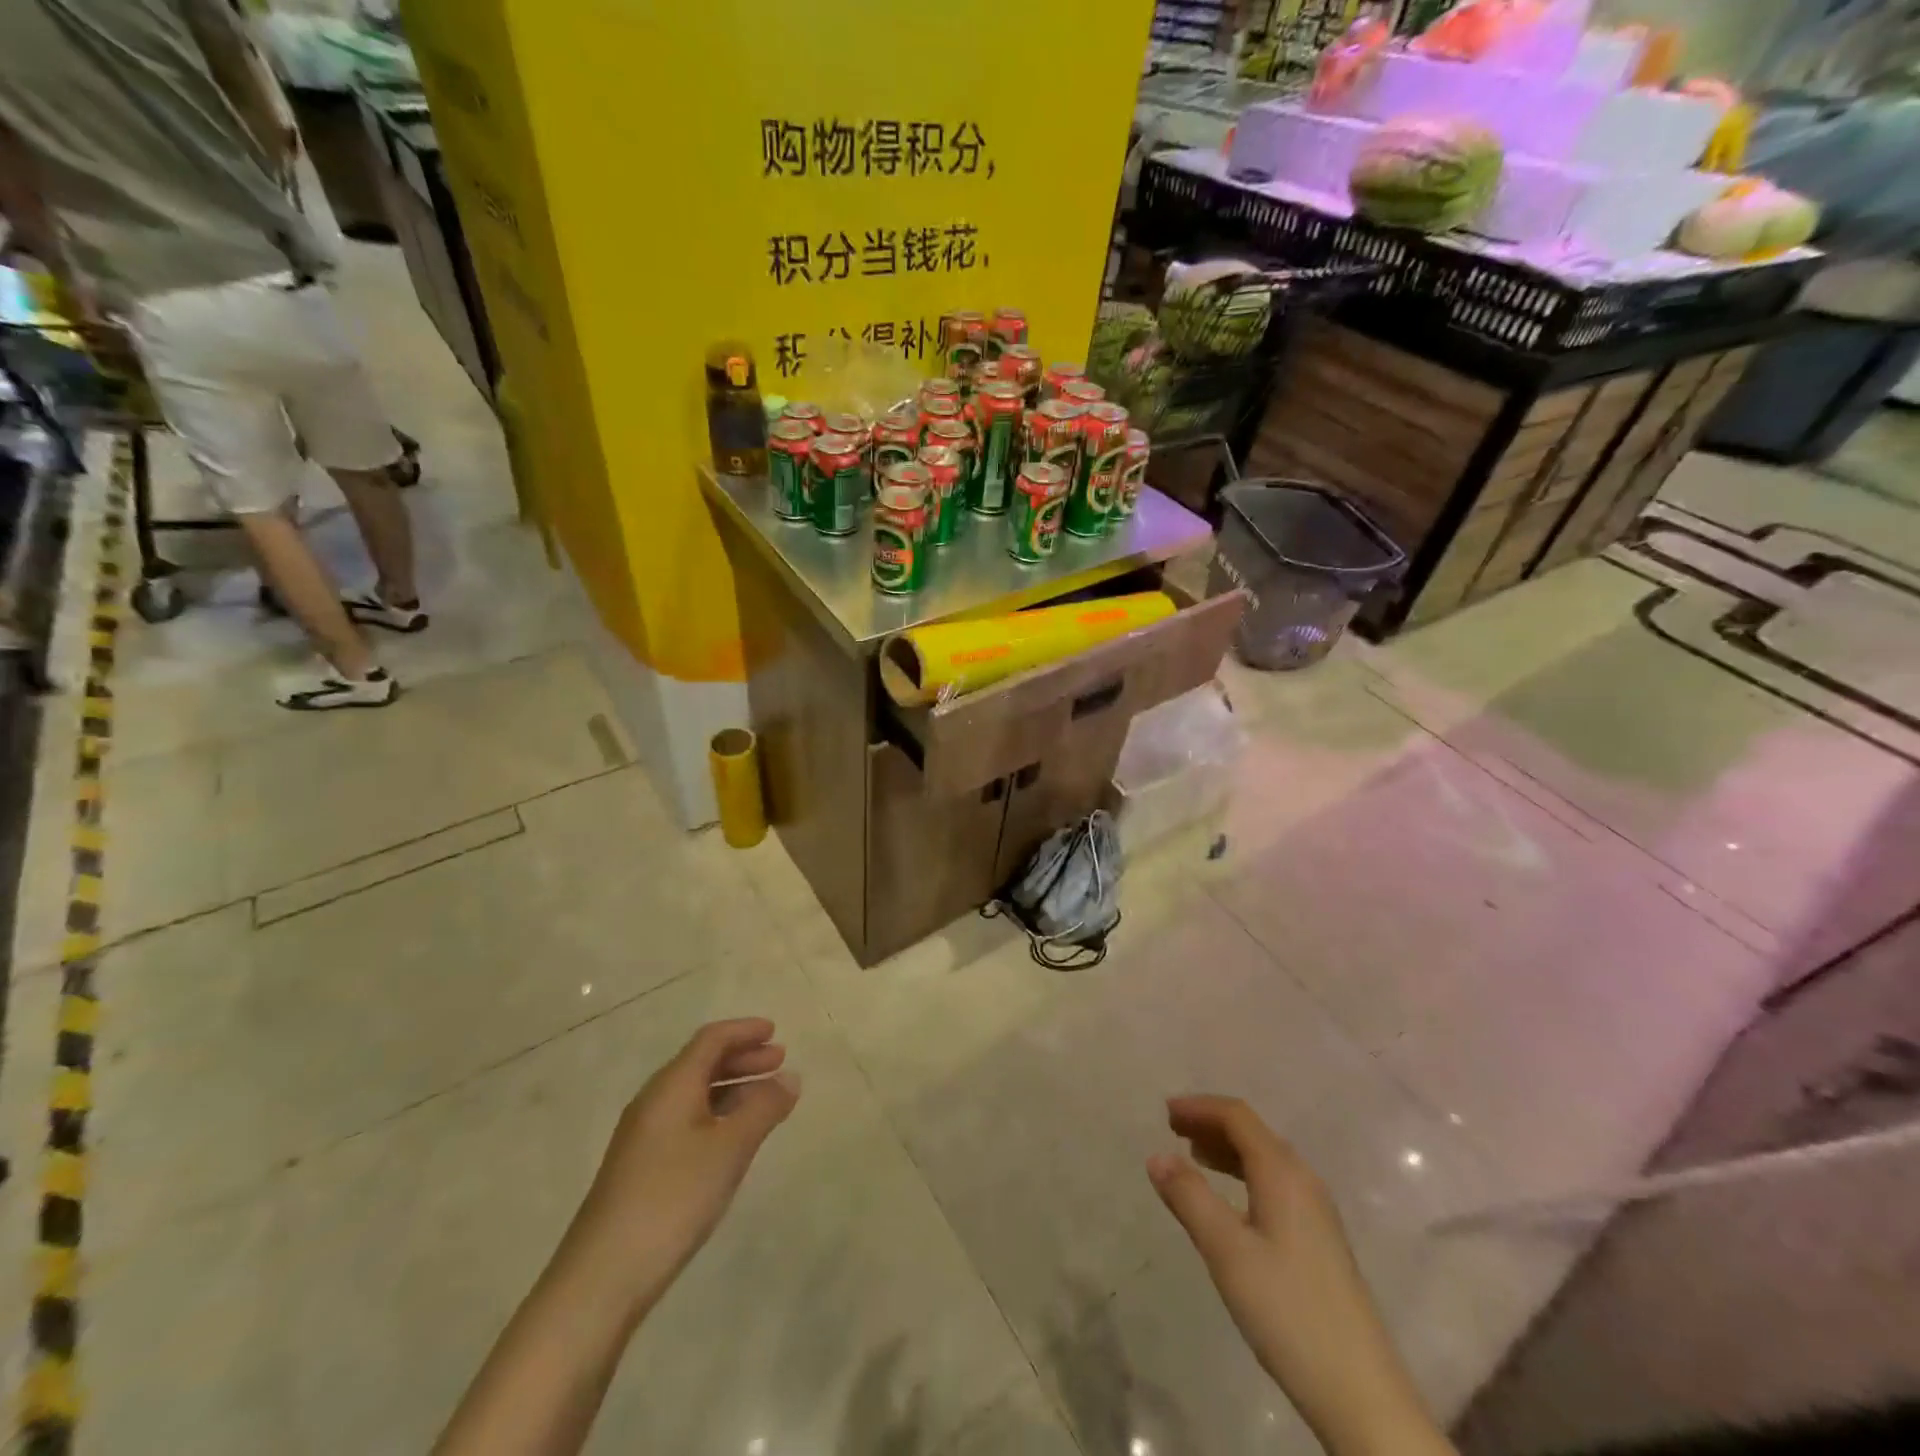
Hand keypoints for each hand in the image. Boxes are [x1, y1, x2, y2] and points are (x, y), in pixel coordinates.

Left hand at [566, 1018, 799, 1318]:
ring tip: (765, 1099)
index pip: (711, 1040)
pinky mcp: (641, 1166)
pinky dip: (717, 1113)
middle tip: (779, 1062)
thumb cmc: (673, 1198)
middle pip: (701, 1063)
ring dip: (731, 1086)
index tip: (774, 1031)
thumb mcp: (730, 1149)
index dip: (744, 1031)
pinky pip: (686, 1119)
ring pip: (694, 1093)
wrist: (602, 1277)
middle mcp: (654, 1100)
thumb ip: (763, 1109)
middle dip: (741, 1058)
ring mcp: (643, 1135)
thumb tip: (790, 1077)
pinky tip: (733, 1137)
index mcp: (672, 1085)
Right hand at [1147, 1096, 1449, 1455]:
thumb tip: (1156, 1156)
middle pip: (1253, 1133)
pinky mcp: (1320, 1240)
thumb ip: (1189, 1198)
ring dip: (1226, 1149)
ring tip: (1193, 1158)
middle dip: (1211, 1124)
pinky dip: (1243, 1175)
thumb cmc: (1287, 1311)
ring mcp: (1316, 1212)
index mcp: (1283, 1173)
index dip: (1200, 1107)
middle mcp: (1303, 1181)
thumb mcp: (1227, 1252)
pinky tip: (1230, 1201)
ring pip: (1265, 1159)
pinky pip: (1274, 1184)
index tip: (1165, 1112)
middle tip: (1172, 1130)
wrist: (1361, 1393)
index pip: (1238, 1117)